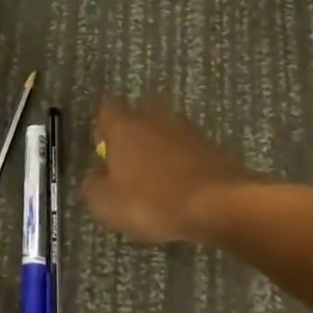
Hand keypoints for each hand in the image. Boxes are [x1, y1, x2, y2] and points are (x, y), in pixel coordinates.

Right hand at [80, 95, 256, 243]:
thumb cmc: (153, 201)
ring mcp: (187, 130)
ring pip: (166, 129)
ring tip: (155, 176)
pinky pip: (187, 148)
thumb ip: (93, 186)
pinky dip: (181, 161)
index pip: (107, 108)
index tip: (102, 149)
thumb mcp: (107, 204)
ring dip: (159, 146)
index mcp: (125, 126)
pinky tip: (179, 185)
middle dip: (133, 130)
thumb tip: (94, 176)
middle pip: (140, 112)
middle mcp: (155, 118)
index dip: (102, 126)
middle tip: (128, 160)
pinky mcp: (212, 146)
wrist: (219, 204)